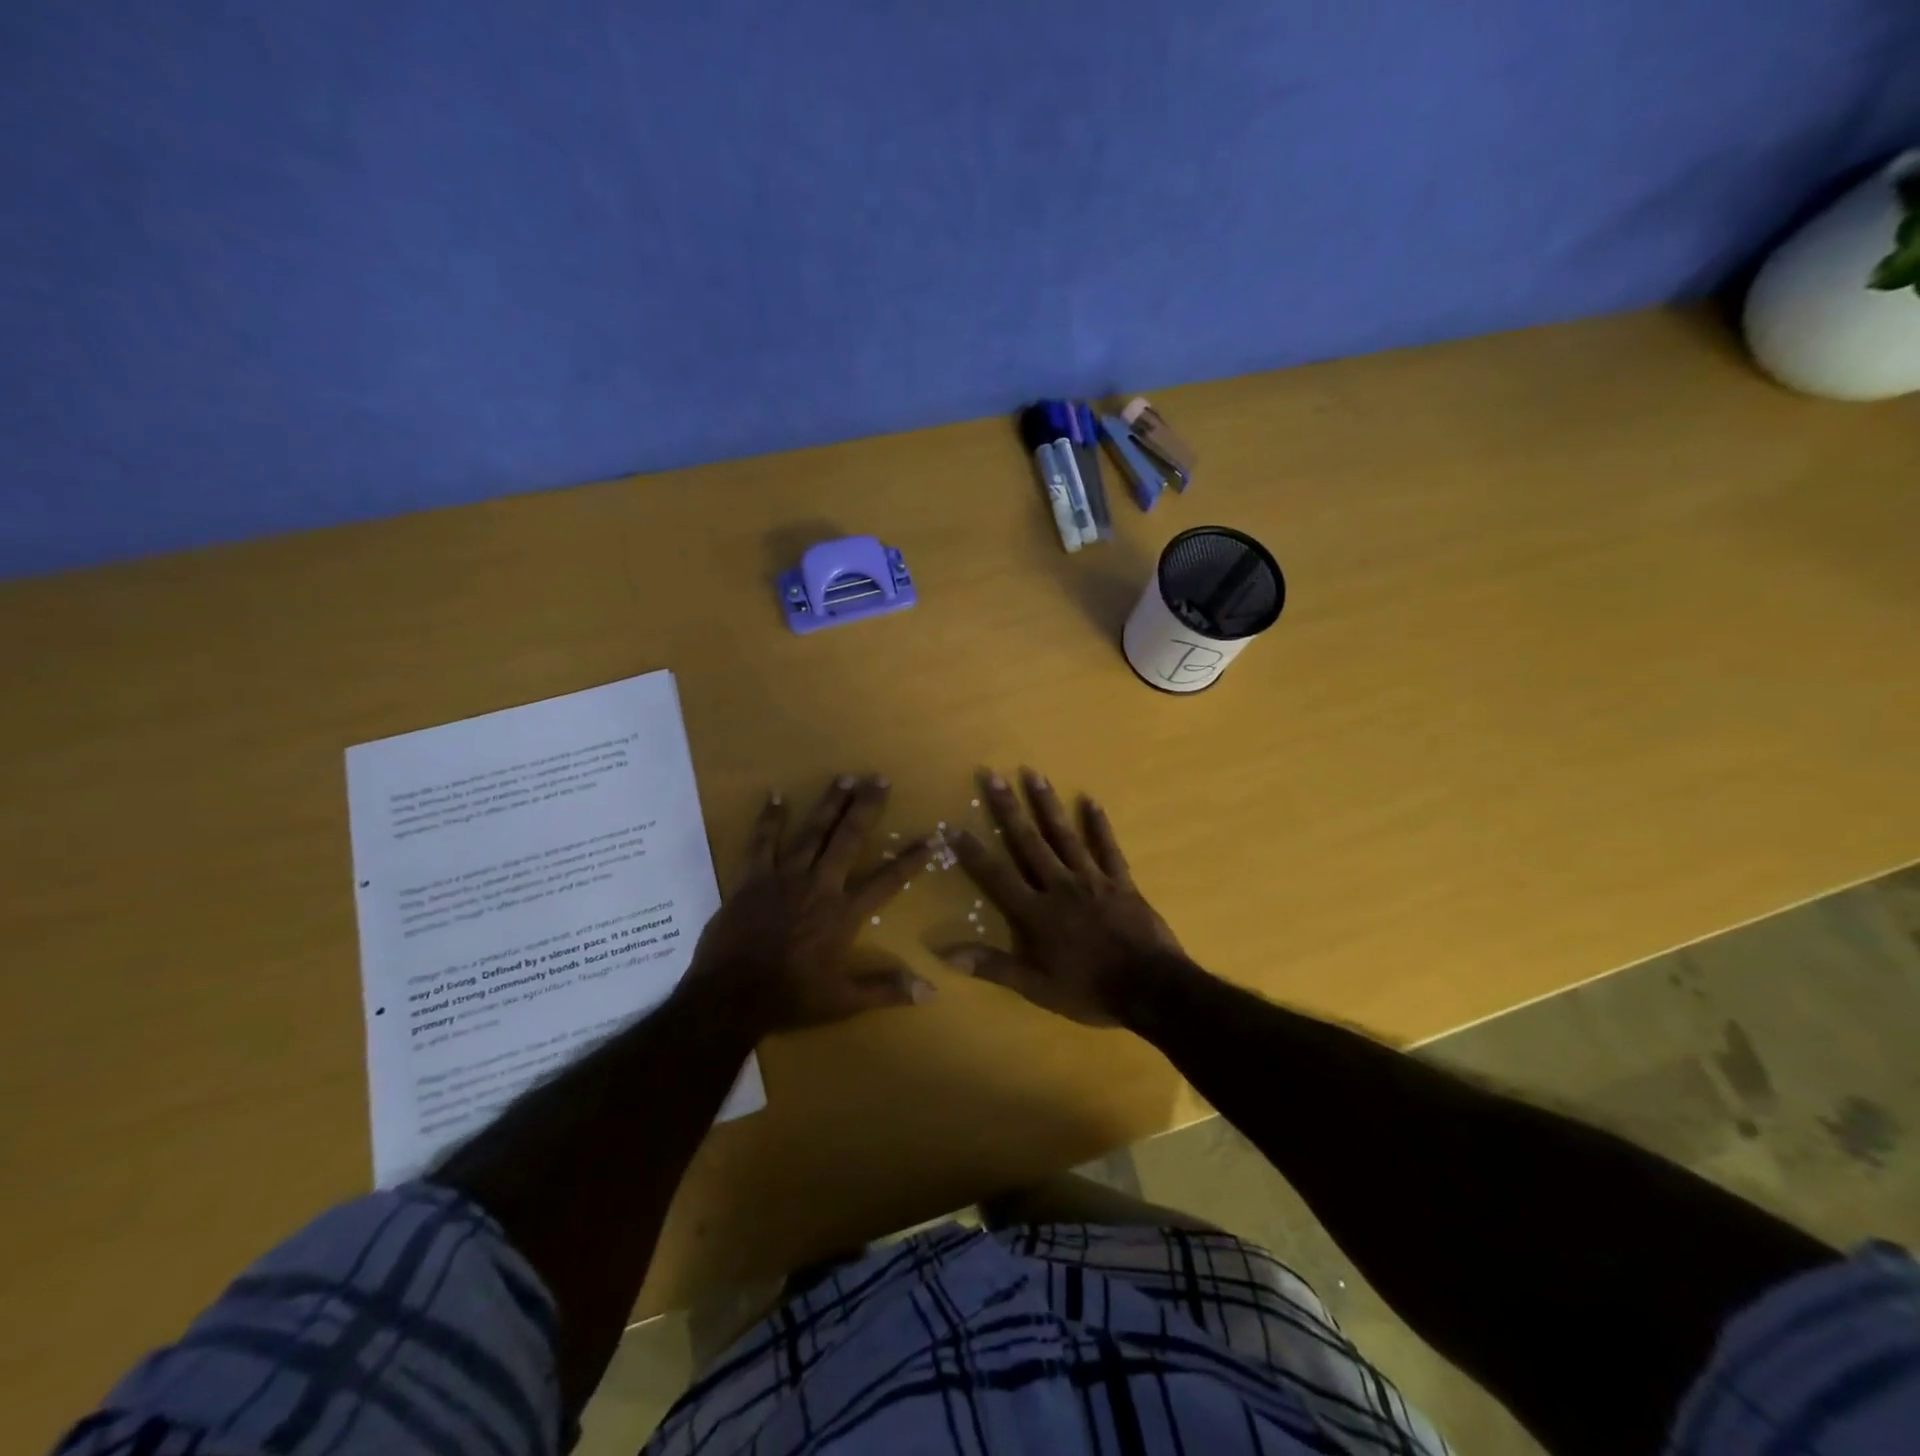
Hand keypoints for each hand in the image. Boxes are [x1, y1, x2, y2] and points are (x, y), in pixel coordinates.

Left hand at [688, 774, 932, 1034]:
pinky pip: (762, 842)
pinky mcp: (753, 878)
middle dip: (867, 807)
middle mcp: (819, 885)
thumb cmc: (790, 998)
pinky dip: (770, 818)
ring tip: (844, 777)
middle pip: (848, 839)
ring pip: (811, 831)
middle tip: (880, 779)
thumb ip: (887, 990)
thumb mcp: (843, 1001)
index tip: (930, 838)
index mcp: (843, 913)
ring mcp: (784, 877)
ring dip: (829, 803)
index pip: (887, 881)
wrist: (730, 997)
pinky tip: (776, 795)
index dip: (910, 860)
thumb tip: (931, 991)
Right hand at [942, 768, 1185, 1025]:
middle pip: (1028, 842)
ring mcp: (1092, 879)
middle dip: (1008, 808)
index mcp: (1036, 912)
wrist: (1150, 988)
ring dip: (1047, 804)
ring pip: (1064, 835)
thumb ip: (993, 966)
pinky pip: (1108, 847)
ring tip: (1034, 774)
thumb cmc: (1089, 990)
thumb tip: (945, 953)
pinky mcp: (1120, 881)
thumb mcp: (1036, 987)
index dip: (974, 852)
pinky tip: (1091, 800)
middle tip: (994, 775)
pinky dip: (1099, 824)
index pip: (997, 875)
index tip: (954, 826)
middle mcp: (1059, 886)